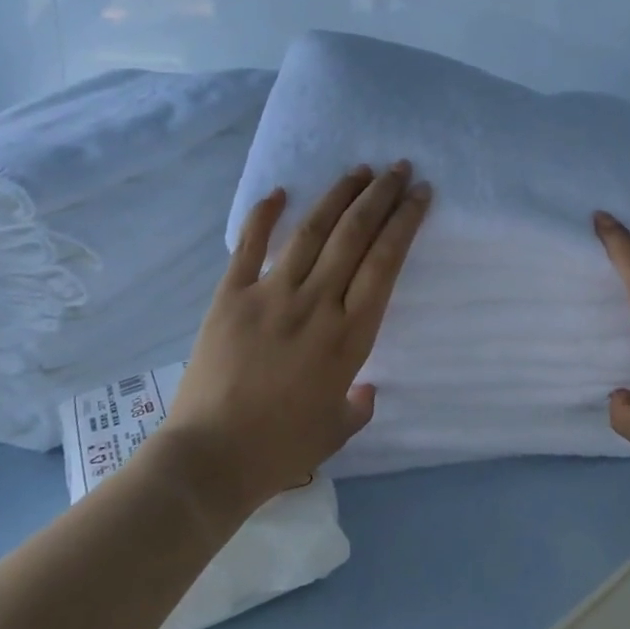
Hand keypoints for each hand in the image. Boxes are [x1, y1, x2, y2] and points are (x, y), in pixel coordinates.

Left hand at [159, 162, 430, 516]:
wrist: (209, 460)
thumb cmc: (281, 449)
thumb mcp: (337, 430)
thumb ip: (359, 405)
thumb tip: (366, 389)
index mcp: (350, 336)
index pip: (385, 263)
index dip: (405, 223)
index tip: (420, 195)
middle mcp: (316, 304)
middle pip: (354, 236)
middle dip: (381, 196)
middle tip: (399, 168)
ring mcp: (271, 296)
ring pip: (311, 232)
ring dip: (338, 196)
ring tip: (359, 170)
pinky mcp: (230, 298)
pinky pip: (248, 247)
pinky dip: (263, 216)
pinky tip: (279, 191)